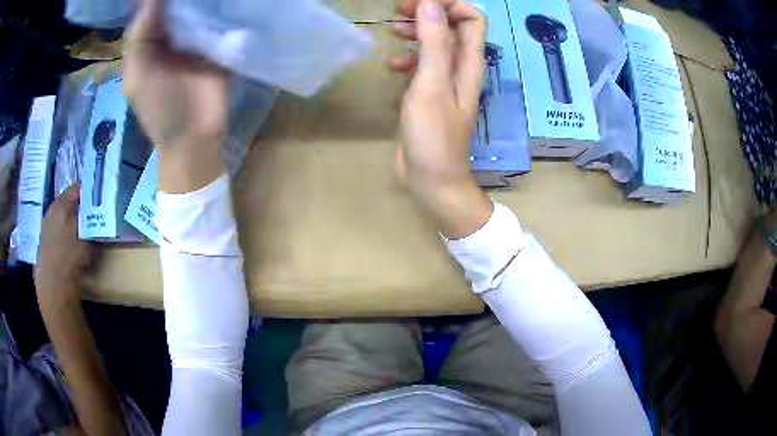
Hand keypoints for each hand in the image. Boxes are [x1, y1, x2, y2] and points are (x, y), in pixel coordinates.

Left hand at [34, 184, 94, 309]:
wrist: (53, 287)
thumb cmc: (70, 260)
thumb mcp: (87, 240)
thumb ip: (92, 224)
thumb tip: (98, 217)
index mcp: (61, 203)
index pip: (78, 187)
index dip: (90, 192)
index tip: (101, 200)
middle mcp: (51, 210)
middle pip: (69, 202)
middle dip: (81, 208)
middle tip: (94, 217)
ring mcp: (46, 227)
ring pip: (63, 217)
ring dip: (73, 222)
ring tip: (83, 232)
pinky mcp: (44, 243)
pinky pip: (58, 230)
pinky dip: (66, 233)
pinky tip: (71, 246)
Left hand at [124, 0, 227, 192]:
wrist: (194, 136)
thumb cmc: (159, 109)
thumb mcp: (138, 75)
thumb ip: (140, 37)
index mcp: (150, 41)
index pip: (154, 6)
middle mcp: (174, 33)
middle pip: (180, 2)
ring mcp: (199, 36)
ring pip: (202, 5)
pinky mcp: (221, 42)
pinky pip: (224, 18)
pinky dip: (227, 5)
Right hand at [388, 0, 491, 238]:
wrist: (431, 178)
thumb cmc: (433, 135)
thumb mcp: (431, 85)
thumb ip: (433, 43)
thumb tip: (430, 4)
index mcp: (468, 62)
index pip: (471, 18)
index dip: (448, 4)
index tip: (417, 4)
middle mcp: (461, 68)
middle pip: (452, 26)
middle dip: (428, 13)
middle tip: (398, 13)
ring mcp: (445, 81)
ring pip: (435, 43)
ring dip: (416, 33)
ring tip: (392, 33)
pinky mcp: (430, 94)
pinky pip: (422, 65)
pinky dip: (408, 59)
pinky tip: (392, 67)